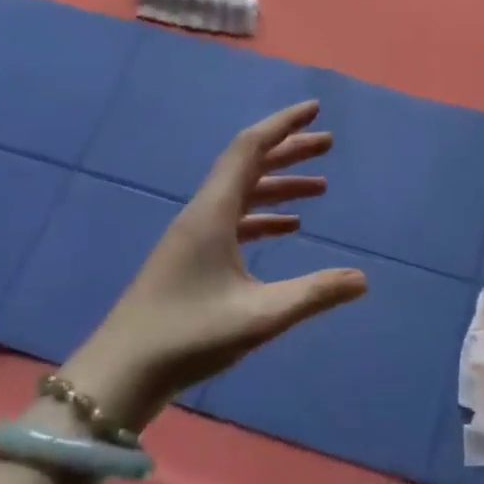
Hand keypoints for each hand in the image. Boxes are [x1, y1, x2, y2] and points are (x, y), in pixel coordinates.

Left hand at [59, 101, 367, 430]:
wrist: (120, 373)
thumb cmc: (187, 336)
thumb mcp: (258, 317)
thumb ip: (313, 295)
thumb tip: (363, 279)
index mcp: (212, 213)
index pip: (249, 149)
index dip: (282, 125)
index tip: (314, 109)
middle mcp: (202, 214)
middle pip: (248, 166)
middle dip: (288, 151)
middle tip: (328, 144)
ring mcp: (194, 236)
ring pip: (243, 194)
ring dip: (280, 186)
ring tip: (321, 188)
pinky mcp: (192, 258)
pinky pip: (235, 221)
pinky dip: (264, 216)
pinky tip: (289, 229)